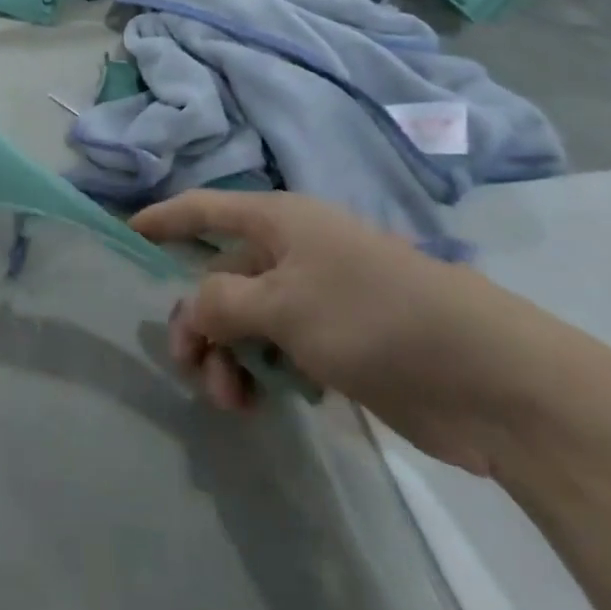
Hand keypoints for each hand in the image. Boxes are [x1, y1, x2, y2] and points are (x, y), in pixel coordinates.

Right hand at [132, 191, 566, 476]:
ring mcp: (316, 297)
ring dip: (230, 357)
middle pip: (220, 276)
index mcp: (278, 221)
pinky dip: (262, 372)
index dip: (164, 218)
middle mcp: (292, 251)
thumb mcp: (282, 304)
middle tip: (191, 367)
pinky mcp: (337, 341)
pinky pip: (277, 349)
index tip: (126, 232)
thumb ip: (221, 302)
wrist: (484, 375)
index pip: (204, 209)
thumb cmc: (372, 316)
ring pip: (246, 319)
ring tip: (235, 400)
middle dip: (199, 321)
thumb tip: (195, 310)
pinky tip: (268, 400)